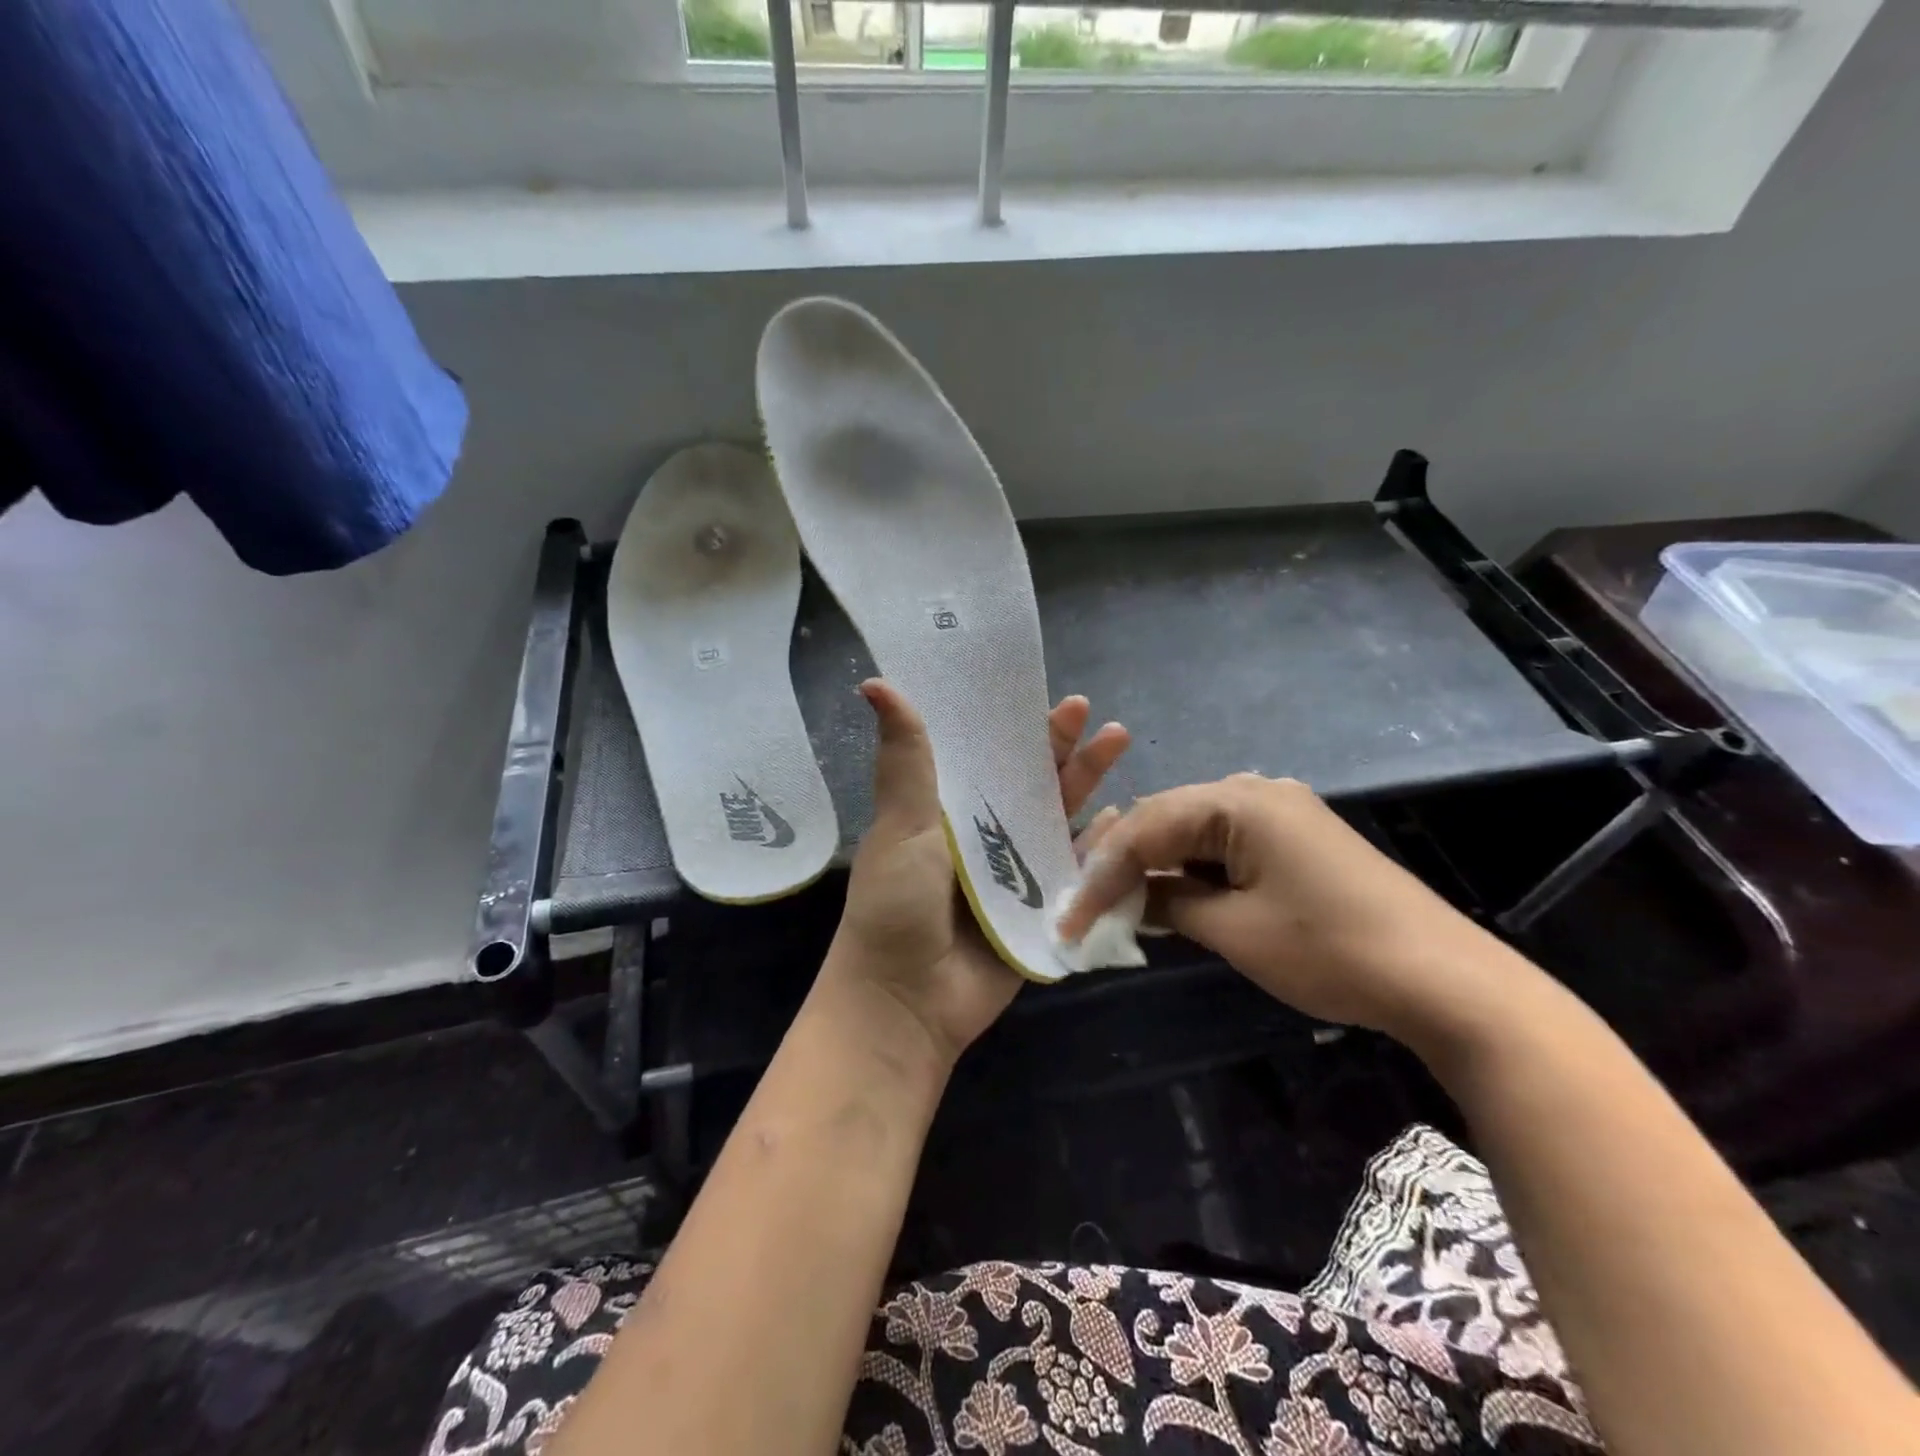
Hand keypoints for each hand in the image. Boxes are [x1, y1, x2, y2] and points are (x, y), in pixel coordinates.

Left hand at [820, 680, 1129, 1066]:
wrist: (908, 1000)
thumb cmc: (897, 904)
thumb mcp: (901, 824)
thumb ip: (906, 758)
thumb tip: (875, 683)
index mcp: (948, 811)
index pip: (987, 756)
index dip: (1014, 727)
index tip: (1040, 695)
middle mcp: (984, 836)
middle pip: (1030, 783)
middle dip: (1061, 749)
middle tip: (1091, 715)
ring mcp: (1015, 873)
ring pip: (1058, 820)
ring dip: (1087, 785)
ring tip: (1117, 744)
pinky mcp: (1040, 909)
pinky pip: (1075, 871)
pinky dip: (1099, 846)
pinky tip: (1121, 818)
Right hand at [1058, 773, 1508, 1038]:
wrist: (1443, 979)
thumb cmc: (1329, 950)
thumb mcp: (1234, 930)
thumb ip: (1168, 903)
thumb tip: (1128, 899)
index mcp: (1239, 800)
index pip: (1146, 826)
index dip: (1101, 871)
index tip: (1071, 917)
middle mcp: (1255, 791)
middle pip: (1166, 818)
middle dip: (1122, 861)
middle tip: (1085, 903)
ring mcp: (1279, 813)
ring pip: (1192, 831)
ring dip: (1156, 865)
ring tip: (1117, 901)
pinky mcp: (1294, 840)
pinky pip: (1223, 845)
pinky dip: (1192, 870)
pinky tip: (1170, 895)